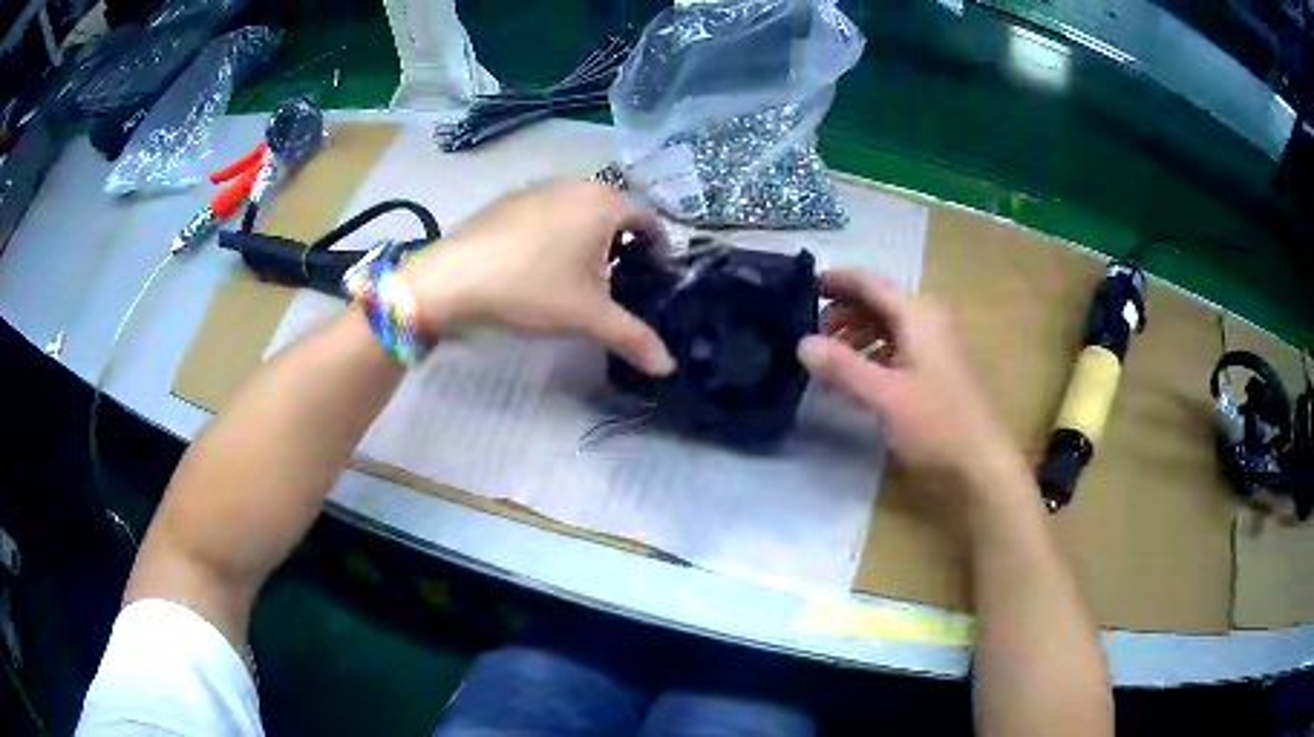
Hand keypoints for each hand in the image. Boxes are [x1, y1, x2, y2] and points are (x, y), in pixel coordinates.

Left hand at [400, 182, 674, 375]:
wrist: (452, 278)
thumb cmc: (531, 288)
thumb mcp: (588, 317)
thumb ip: (633, 338)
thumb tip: (669, 367)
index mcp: (604, 203)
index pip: (649, 219)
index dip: (659, 249)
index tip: (656, 278)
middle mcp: (576, 185)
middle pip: (614, 212)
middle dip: (623, 245)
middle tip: (619, 282)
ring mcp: (538, 188)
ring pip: (579, 211)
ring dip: (588, 238)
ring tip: (578, 277)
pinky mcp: (508, 200)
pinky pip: (548, 213)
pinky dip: (556, 234)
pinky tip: (537, 266)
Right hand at [797, 269, 1021, 495]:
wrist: (981, 467)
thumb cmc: (936, 425)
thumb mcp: (884, 396)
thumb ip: (842, 367)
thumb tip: (801, 342)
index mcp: (918, 315)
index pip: (871, 283)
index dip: (838, 280)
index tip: (804, 286)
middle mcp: (928, 322)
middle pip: (879, 303)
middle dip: (844, 312)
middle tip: (809, 332)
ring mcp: (934, 348)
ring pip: (888, 328)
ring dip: (856, 335)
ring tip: (827, 358)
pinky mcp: (935, 374)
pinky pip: (897, 350)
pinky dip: (872, 356)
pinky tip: (855, 379)